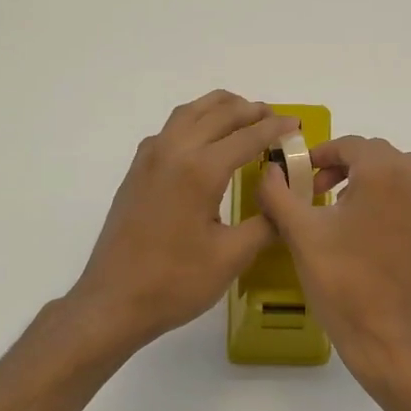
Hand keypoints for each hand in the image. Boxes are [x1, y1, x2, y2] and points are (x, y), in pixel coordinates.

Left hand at [68, 91, 297, 354]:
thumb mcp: (232, 256)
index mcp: (200, 170)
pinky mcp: (136, 171)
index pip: (247, 136)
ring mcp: (149, 159)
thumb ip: (266, 222)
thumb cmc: (176, 282)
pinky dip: (195, 121)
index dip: (275, 128)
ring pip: (189, 114)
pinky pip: (170, 130)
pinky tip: (204, 141)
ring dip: (219, 109)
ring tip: (244, 117)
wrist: (114, 300)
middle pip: (217, 114)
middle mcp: (173, 152)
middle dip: (250, 111)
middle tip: (275, 119)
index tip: (296, 126)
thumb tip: (284, 202)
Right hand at [257, 135, 410, 386]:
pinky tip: (388, 242)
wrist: (388, 338)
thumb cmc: (341, 280)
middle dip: (353, 171)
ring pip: (410, 183)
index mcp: (386, 172)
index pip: (352, 145)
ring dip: (382, 191)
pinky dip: (408, 216)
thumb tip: (271, 171)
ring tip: (358, 221)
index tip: (306, 177)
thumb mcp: (300, 233)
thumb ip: (279, 193)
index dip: (323, 156)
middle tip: (327, 198)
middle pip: (384, 160)